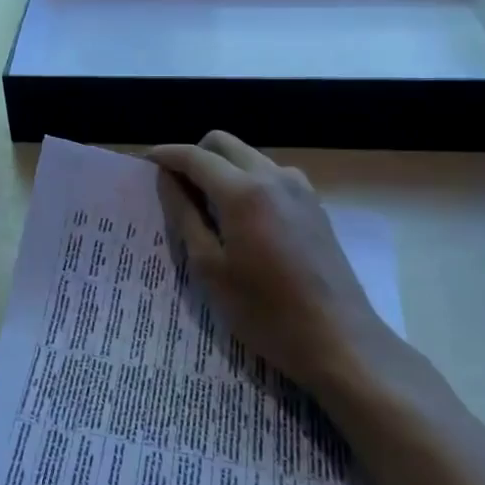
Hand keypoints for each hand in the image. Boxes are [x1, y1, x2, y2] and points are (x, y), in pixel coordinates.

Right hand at [150, 132, 407, 399]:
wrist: (339, 341)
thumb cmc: (264, 311)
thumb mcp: (210, 268)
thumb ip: (184, 215)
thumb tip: (167, 179)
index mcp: (242, 191)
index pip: (194, 156)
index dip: (166, 155)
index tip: (145, 162)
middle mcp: (272, 176)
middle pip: (223, 144)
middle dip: (194, 155)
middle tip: (176, 187)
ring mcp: (299, 188)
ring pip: (248, 156)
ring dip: (222, 168)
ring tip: (208, 207)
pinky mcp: (314, 204)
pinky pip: (270, 175)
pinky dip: (247, 181)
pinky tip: (243, 219)